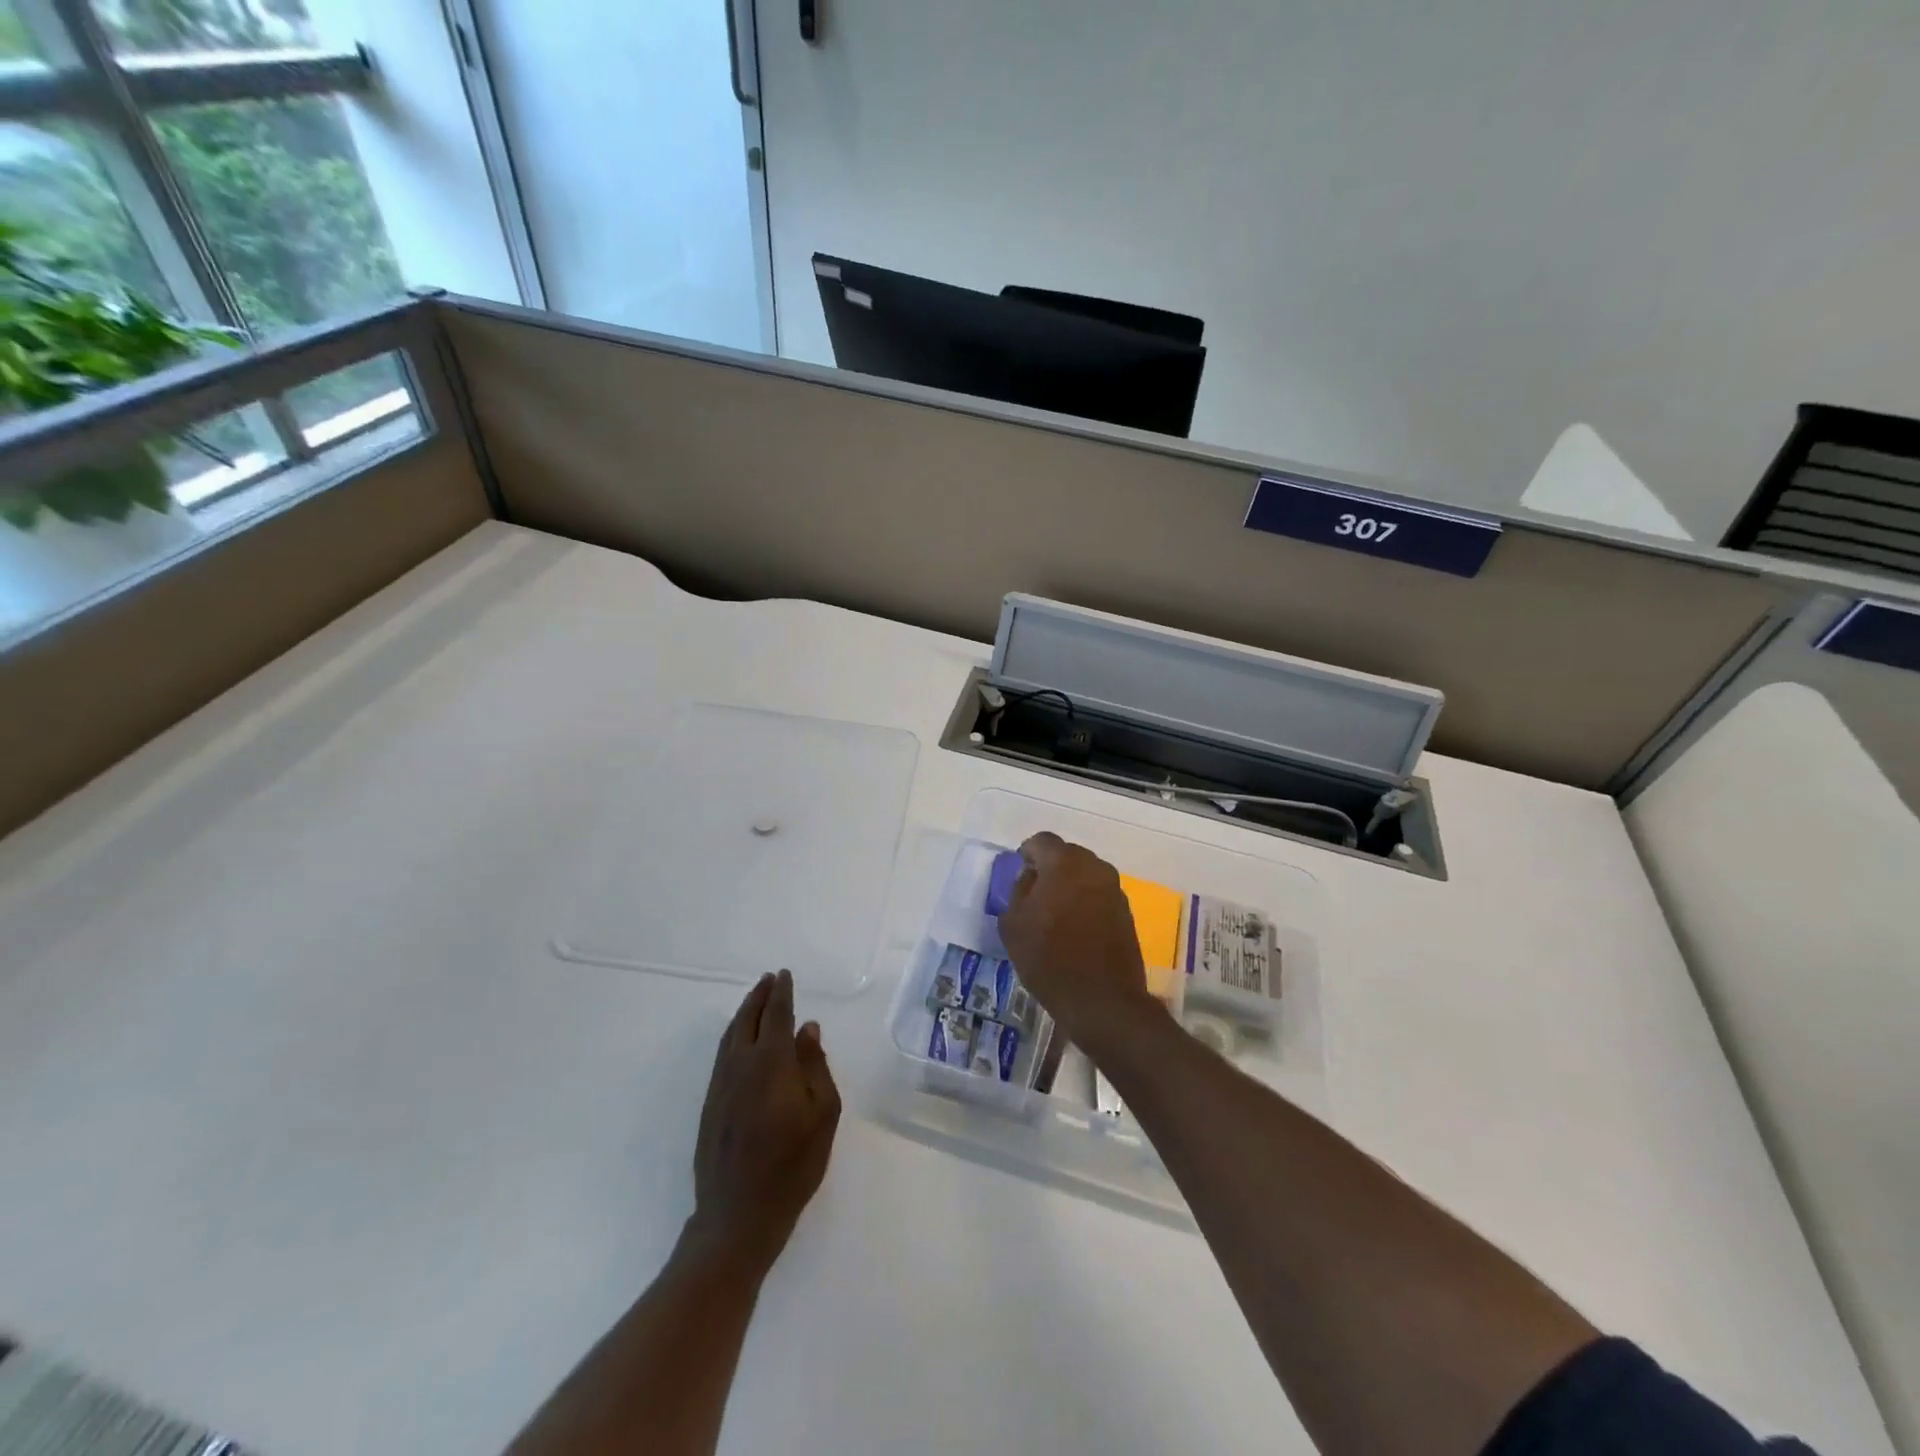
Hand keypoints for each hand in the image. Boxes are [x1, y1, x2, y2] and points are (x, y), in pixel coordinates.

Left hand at [686, 970, 840, 1276]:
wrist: (739, 1215)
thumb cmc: (793, 1165)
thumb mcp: (823, 1114)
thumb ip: (815, 1066)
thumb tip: (807, 1029)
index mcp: (771, 1063)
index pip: (776, 1015)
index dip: (781, 993)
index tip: (784, 975)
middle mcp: (741, 1065)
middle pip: (748, 1019)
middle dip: (759, 996)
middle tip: (769, 979)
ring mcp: (721, 1085)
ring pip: (731, 1035)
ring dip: (744, 1013)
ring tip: (755, 1000)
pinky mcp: (710, 1104)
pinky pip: (722, 1055)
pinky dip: (732, 1035)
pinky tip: (739, 1039)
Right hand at [997, 832, 1158, 1051]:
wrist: (1102, 1000)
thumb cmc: (1048, 958)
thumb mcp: (1013, 924)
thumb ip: (1018, 891)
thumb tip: (1030, 877)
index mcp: (1064, 862)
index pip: (1041, 841)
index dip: (1027, 855)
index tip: (1020, 875)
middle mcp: (1094, 867)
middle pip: (1066, 855)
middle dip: (1050, 869)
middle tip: (1035, 896)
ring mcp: (1114, 889)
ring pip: (1085, 875)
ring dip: (1070, 886)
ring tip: (1055, 915)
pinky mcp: (1126, 912)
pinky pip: (1099, 895)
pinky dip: (1086, 903)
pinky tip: (1075, 929)